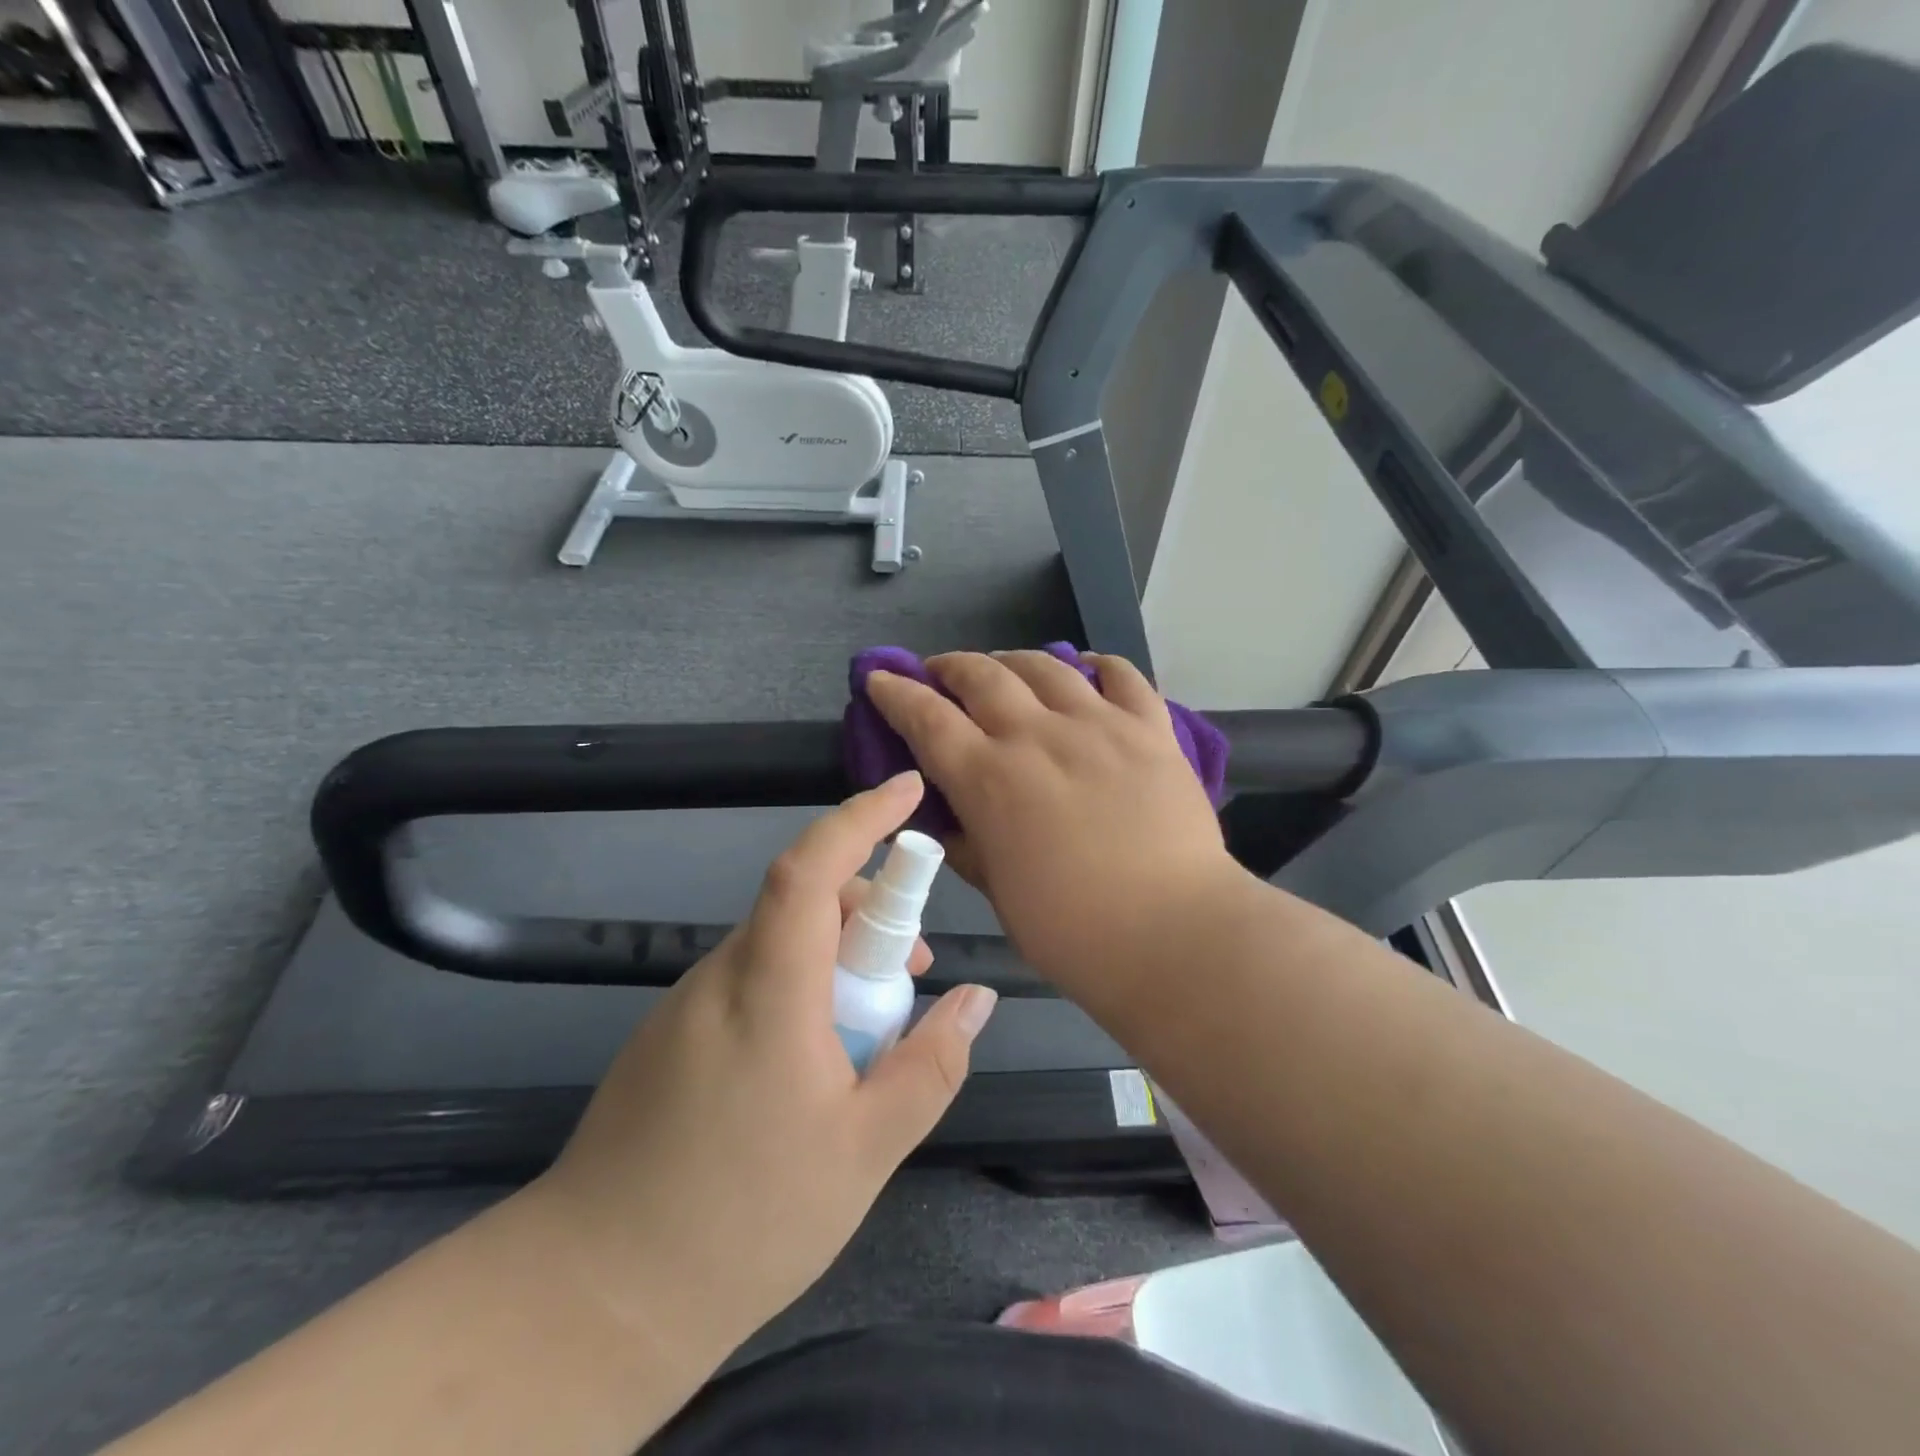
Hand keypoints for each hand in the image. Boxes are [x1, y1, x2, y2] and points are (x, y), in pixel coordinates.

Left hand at [524, 772, 997, 1367]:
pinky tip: (815, 1063)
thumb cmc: (744, 1221)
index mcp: (769, 989)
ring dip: (837, 957)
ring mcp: (688, 1003)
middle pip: (802, 902)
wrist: (594, 1297)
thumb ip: (930, 1064)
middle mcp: (722, 976)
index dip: (860, 818)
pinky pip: (752, 979)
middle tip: (916, 972)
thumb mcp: (866, 1150)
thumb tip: (976, 998)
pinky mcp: (671, 1033)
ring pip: (779, 944)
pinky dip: (800, 987)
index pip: (810, 869)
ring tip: (873, 1031)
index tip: (907, 790)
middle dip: (870, 911)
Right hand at [866, 651, 1243, 991]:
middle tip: (941, 673)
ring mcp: (1098, 725)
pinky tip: (1085, 669)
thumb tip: (949, 818)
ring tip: (1004, 668)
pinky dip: (1097, 664)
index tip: (880, 678)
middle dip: (950, 667)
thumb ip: (967, 845)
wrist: (1175, 934)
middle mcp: (1037, 736)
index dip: (896, 693)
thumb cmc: (1073, 931)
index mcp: (989, 780)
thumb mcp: (998, 893)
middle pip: (982, 676)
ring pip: (1045, 665)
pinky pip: (1122, 675)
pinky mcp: (1150, 729)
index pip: (927, 718)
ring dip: (1012, 660)